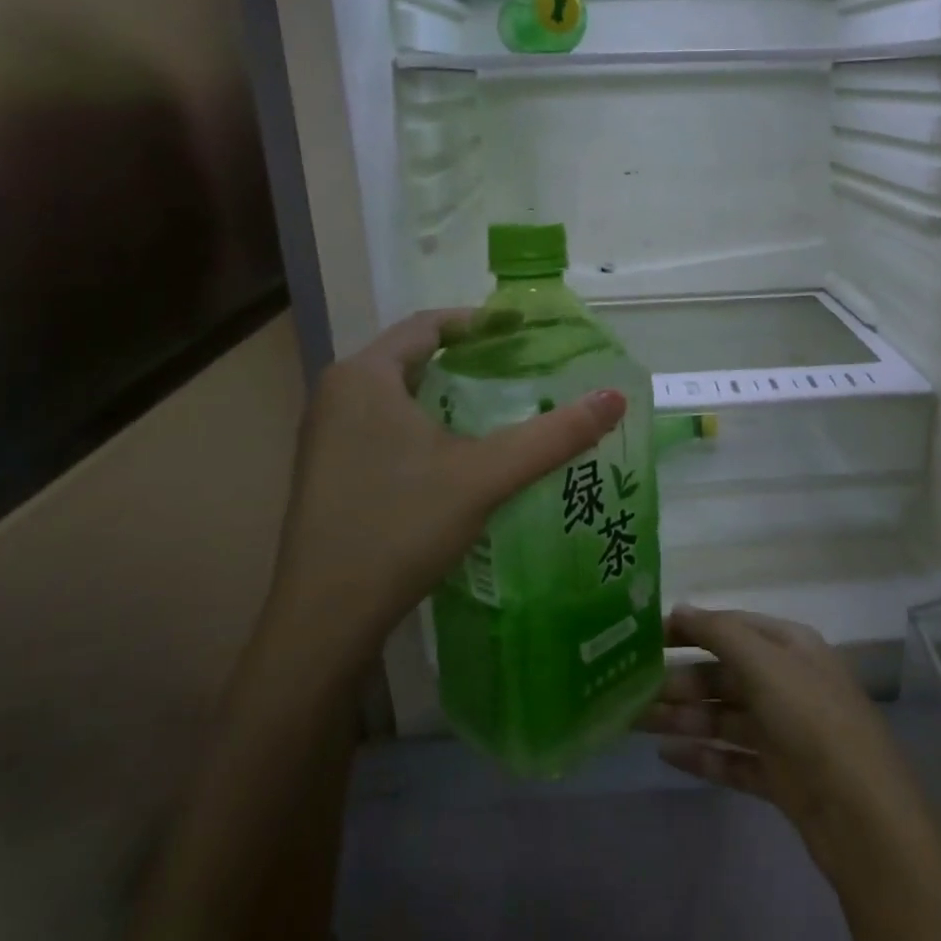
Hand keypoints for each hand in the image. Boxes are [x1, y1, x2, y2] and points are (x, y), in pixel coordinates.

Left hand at [271, 309, 625, 666]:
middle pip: (413, 358)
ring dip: (447, 396)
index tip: (524, 330)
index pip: (427, 325)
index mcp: (364, 377)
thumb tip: (616, 398)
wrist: (325, 618)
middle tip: (522, 371)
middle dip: (468, 361)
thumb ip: (552, 436)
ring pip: (398, 396)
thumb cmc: (401, 527)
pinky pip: (385, 426)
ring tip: (501, 409)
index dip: (480, 323)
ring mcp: (326, 435)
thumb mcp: (485, 475)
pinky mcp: (329, 470)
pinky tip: (459, 455)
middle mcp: (337, 394)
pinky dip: (426, 425)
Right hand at [639, 607, 922, 873]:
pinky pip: (731, 759)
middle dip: (680, 681)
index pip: (732, 627)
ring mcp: (784, 732)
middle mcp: (787, 683)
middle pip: (723, 675)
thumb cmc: (811, 719)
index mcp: (790, 647)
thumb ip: (719, 633)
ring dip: (681, 718)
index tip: (647, 637)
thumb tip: (679, 609)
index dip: (691, 629)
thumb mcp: (765, 662)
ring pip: (723, 718)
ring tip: (634, 723)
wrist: (863, 815)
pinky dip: (701, 756)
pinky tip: (666, 756)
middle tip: (630, 690)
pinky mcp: (779, 777)